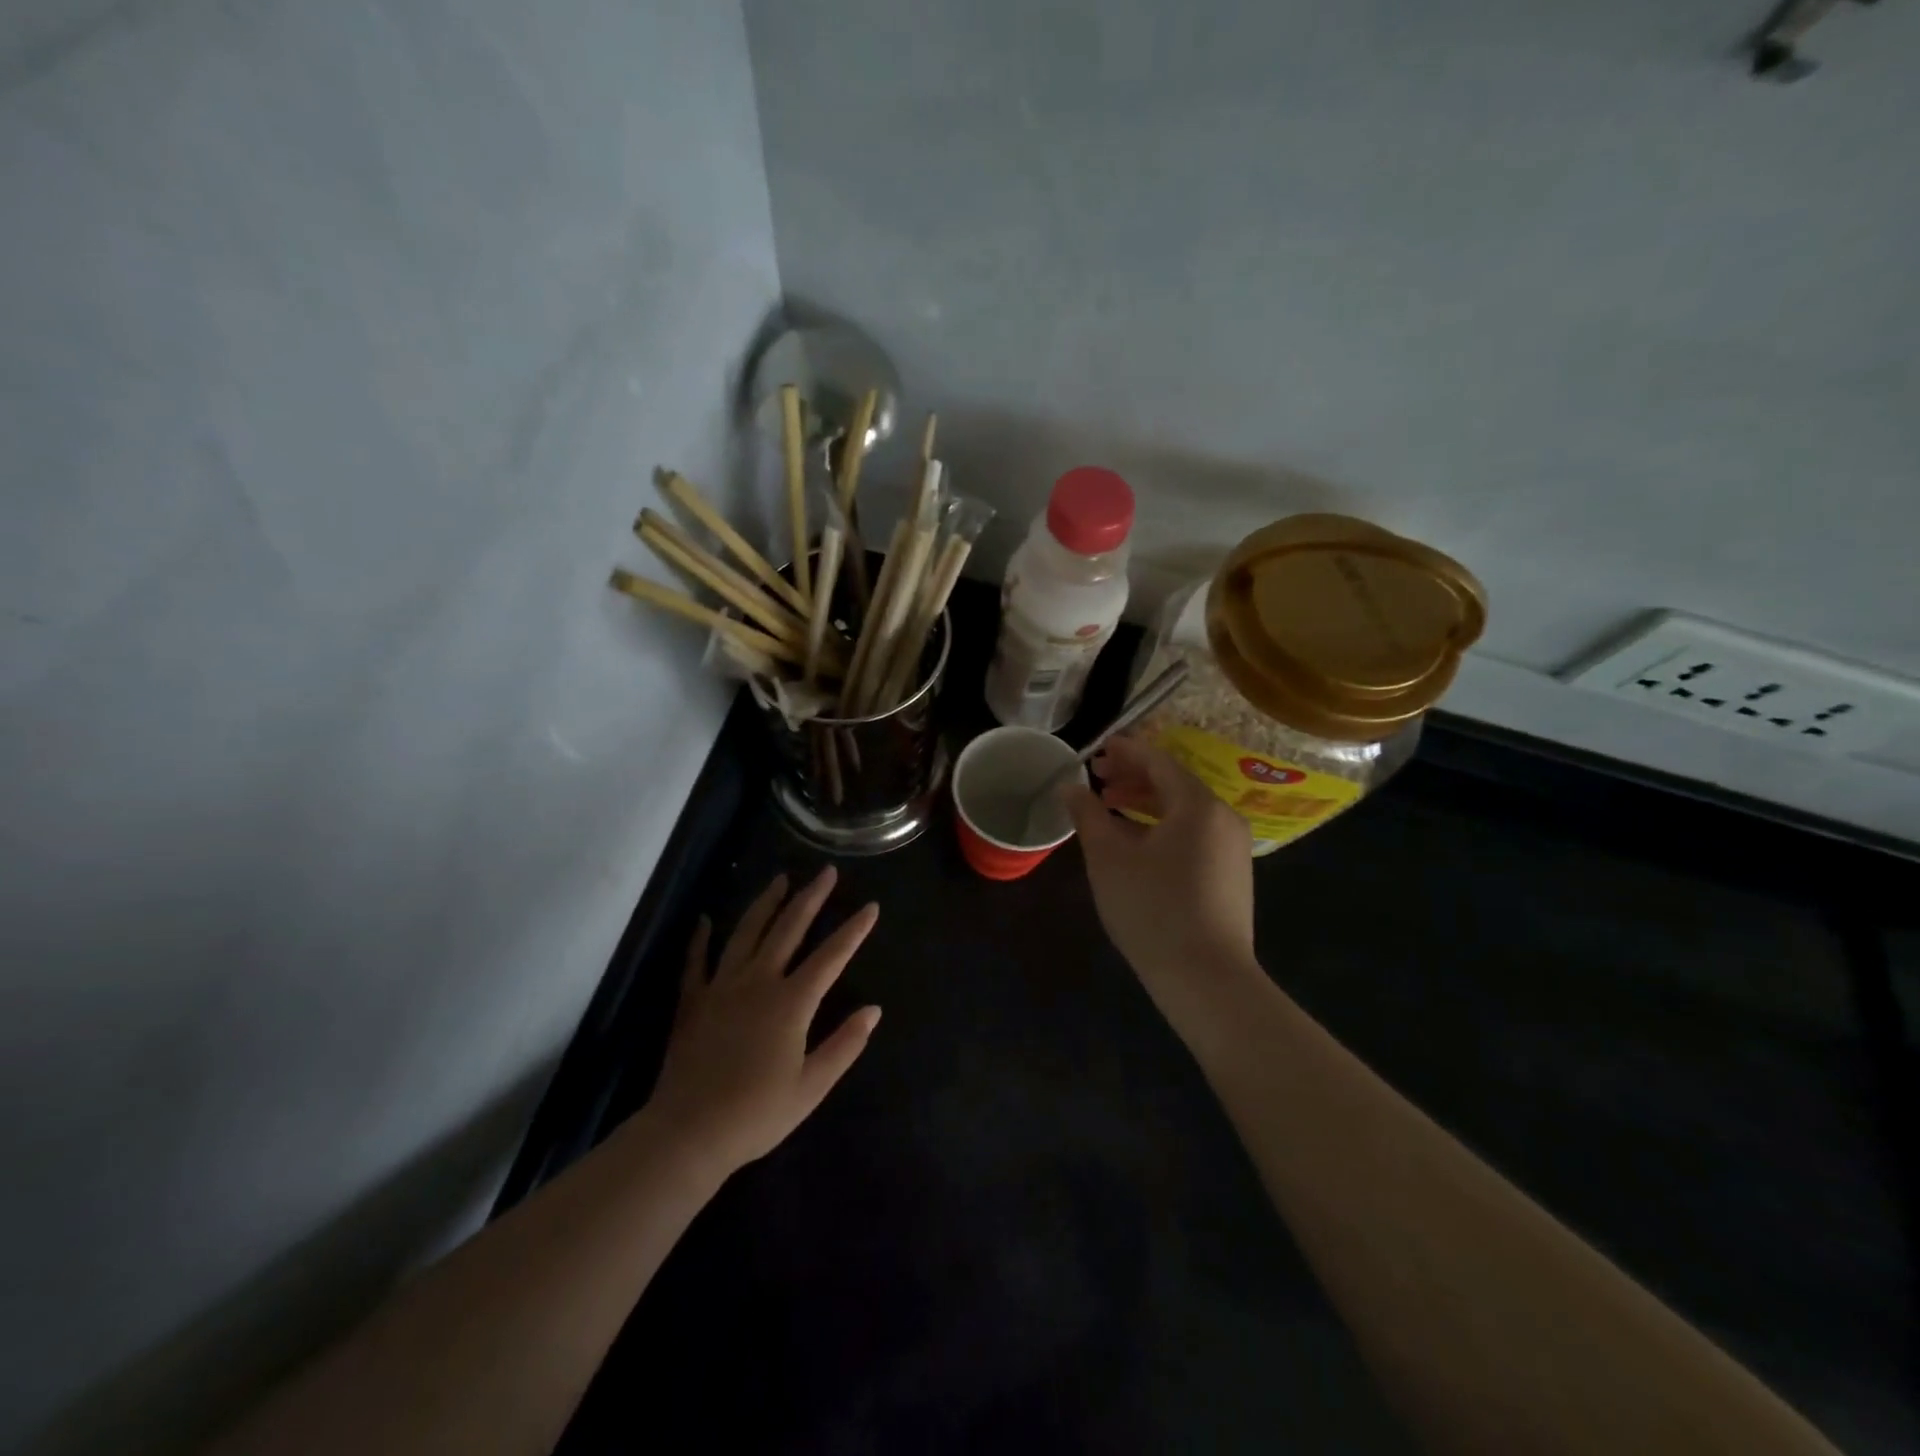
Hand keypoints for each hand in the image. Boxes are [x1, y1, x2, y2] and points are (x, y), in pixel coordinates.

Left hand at [648, 867, 880, 1173]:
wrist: (689, 1133)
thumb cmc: (757, 1114)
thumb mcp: (812, 1087)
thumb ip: (844, 1045)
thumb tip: (873, 1010)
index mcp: (791, 1002)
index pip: (831, 956)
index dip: (853, 930)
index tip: (871, 907)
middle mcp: (758, 982)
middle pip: (788, 929)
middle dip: (811, 898)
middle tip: (826, 872)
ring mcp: (722, 987)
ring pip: (746, 933)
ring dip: (766, 904)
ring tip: (780, 879)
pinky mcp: (693, 1001)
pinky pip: (696, 961)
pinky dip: (700, 938)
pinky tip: (704, 919)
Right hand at [1063, 735, 1256, 991]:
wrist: (1207, 979)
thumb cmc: (1152, 909)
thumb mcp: (1108, 858)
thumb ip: (1088, 814)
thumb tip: (1070, 787)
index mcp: (1198, 805)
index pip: (1159, 762)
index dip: (1126, 751)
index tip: (1097, 749)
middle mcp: (1223, 818)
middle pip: (1174, 783)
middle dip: (1134, 777)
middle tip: (1097, 778)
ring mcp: (1232, 848)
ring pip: (1184, 810)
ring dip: (1146, 802)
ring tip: (1110, 807)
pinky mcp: (1232, 874)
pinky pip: (1194, 833)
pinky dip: (1163, 826)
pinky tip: (1137, 842)